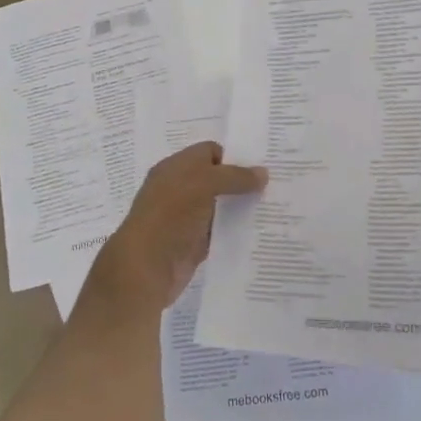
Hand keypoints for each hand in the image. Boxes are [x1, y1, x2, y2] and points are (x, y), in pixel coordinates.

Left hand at [86, 143, 267, 314]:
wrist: (145, 268)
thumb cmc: (170, 215)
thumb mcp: (203, 184)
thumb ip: (234, 176)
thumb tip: (263, 173)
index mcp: (175, 168)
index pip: (208, 152)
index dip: (233, 157)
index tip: (261, 167)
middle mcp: (179, 189)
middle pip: (216, 179)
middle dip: (241, 183)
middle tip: (275, 186)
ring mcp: (186, 218)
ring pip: (219, 207)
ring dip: (240, 209)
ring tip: (274, 208)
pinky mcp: (193, 245)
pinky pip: (219, 233)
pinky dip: (234, 233)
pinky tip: (258, 233)